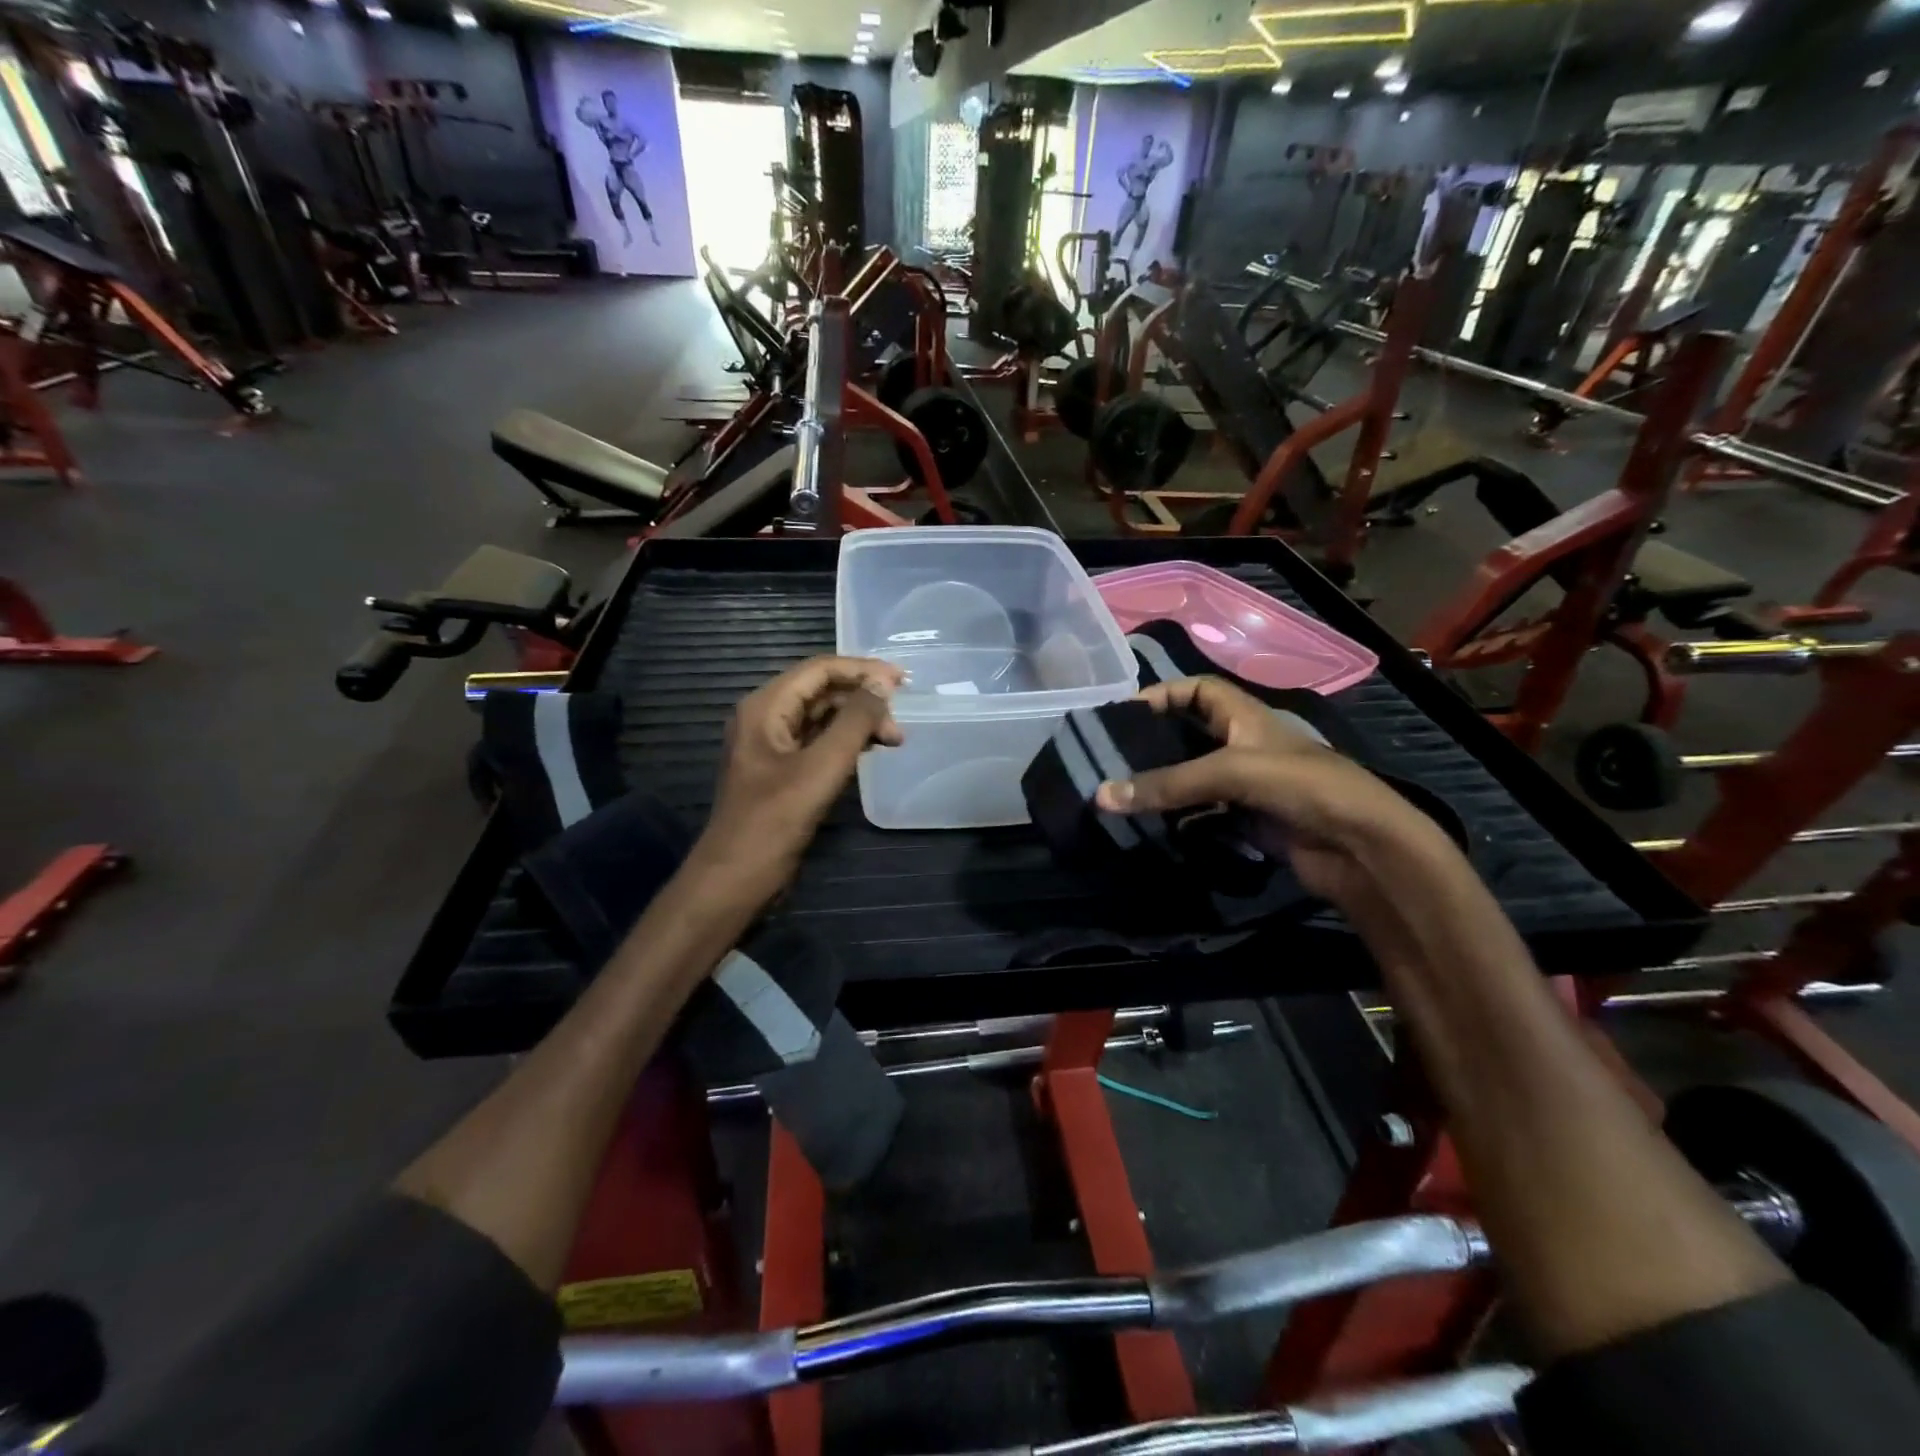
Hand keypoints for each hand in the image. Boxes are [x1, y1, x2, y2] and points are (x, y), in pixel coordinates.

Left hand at [694, 656, 903, 905]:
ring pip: (822, 717)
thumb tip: (883, 683)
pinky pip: (818, 741)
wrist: (736, 878)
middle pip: (821, 690)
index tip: (903, 681)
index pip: (819, 669)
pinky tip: (871, 751)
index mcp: (765, 707)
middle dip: (863, 699)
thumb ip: (854, 721)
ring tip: (894, 739)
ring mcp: (772, 745)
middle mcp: (765, 717)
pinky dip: (846, 742)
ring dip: (858, 722)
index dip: (863, 670)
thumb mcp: (821, 767)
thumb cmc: (775, 820)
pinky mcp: (781, 770)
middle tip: (900, 722)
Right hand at [1093, 676, 1459, 909]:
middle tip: (1110, 757)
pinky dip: (1179, 820)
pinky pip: (1203, 815)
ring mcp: (1247, 787)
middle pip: (1190, 735)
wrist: (1362, 848)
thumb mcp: (1232, 772)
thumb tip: (1100, 796)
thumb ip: (1169, 784)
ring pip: (1193, 780)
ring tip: (1120, 793)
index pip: (1200, 690)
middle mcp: (1244, 747)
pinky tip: (1152, 827)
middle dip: (1154, 744)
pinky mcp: (1248, 822)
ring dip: (1163, 786)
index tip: (1124, 712)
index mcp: (1247, 718)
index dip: (1165, 692)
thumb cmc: (1304, 787)